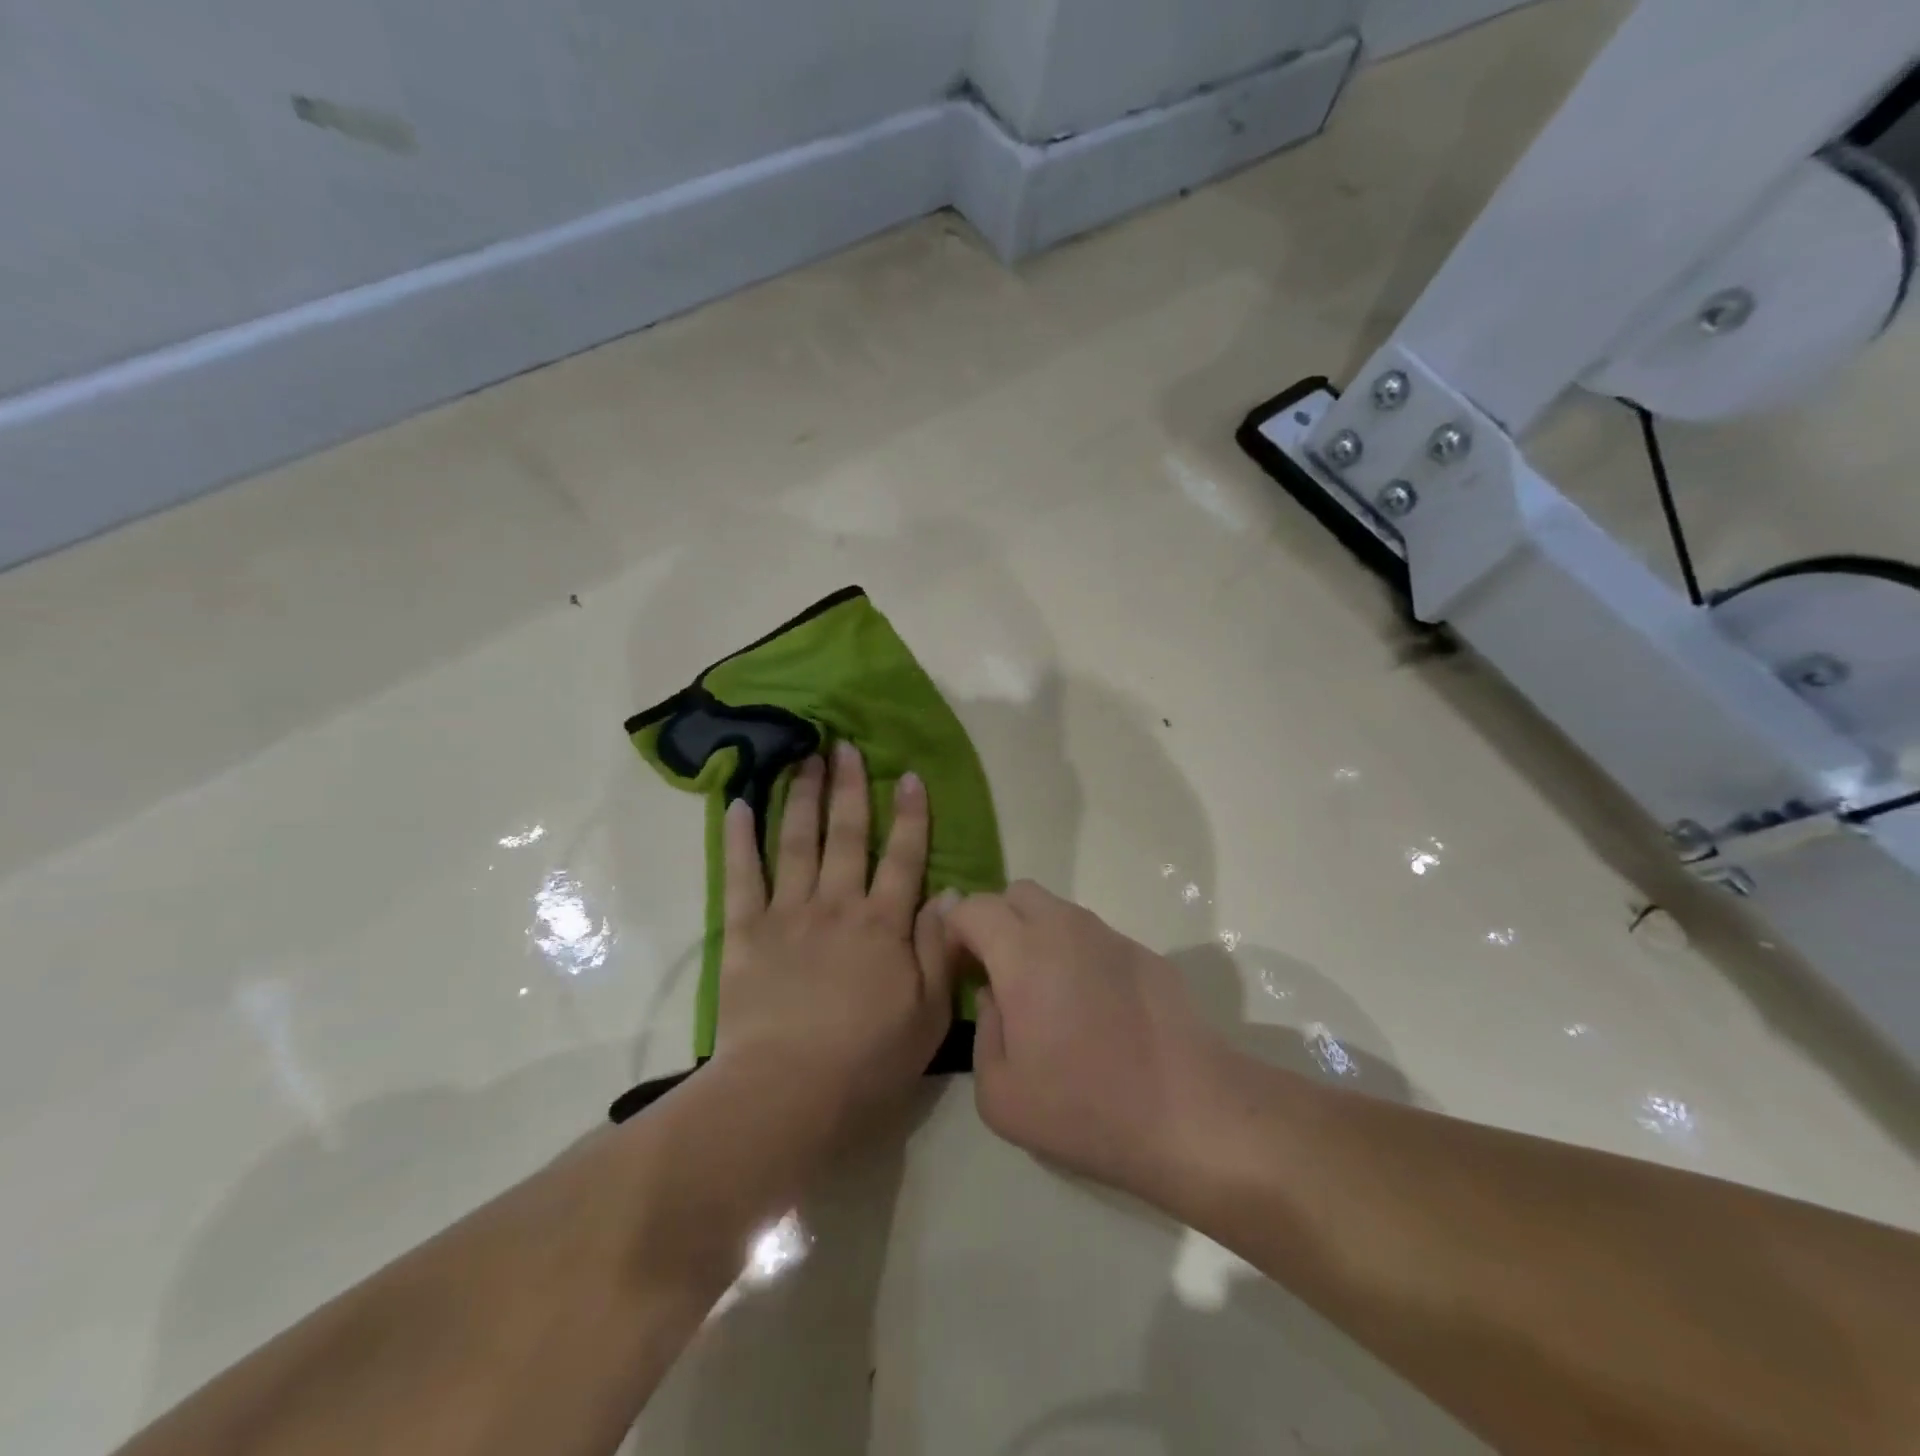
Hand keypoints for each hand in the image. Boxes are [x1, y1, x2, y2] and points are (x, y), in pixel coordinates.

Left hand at [712, 742, 958, 1149]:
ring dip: (802, 797)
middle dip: (849, 787)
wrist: (788, 1092)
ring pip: (797, 841)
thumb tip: (950, 893)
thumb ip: (939, 949)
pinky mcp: (745, 931)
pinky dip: (739, 838)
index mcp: (884, 924)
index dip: (910, 814)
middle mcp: (838, 904)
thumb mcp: (929, 1014)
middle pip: (847, 835)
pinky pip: (741, 875)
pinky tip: (737, 804)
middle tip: (845, 746)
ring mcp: (788, 913)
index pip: (904, 857)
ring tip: (803, 759)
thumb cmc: (867, 1060)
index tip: (909, 775)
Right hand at [946, 882, 1226, 1202]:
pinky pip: (1094, 936)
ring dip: (1037, 935)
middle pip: (1017, 893)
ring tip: (1046, 993)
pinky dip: (1077, 954)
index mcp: (1023, 954)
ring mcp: (1110, 936)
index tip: (960, 970)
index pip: (973, 907)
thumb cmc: (1086, 1108)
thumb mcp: (1001, 1095)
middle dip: (996, 921)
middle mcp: (1066, 928)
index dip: (955, 931)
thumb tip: (996, 998)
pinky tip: (1094, 1008)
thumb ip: (983, 1031)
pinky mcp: (1145, 952)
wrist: (1191, 1113)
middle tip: (997, 972)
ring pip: (1058, 910)